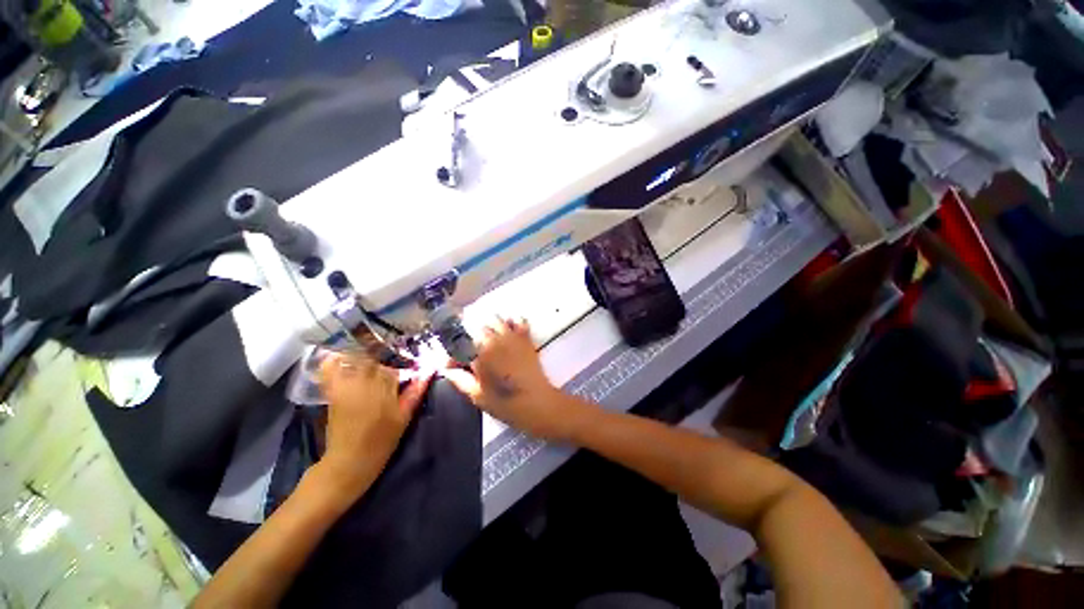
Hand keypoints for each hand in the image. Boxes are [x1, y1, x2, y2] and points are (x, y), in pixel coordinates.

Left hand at [318, 353, 433, 497]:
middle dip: (381, 345)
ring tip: (370, 342)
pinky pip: (330, 370)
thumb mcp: (404, 416)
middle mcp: (363, 382)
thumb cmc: (382, 440)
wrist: (349, 461)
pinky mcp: (332, 392)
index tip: (406, 343)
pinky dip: (333, 360)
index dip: (400, 349)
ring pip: (353, 357)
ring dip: (362, 348)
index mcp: (384, 387)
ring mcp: (345, 385)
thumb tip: (429, 371)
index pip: (393, 359)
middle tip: (389, 340)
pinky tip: (339, 353)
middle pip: (372, 353)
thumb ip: (415, 391)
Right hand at [442, 318, 571, 439]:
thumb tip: (446, 368)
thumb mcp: (476, 395)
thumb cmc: (504, 403)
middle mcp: (494, 339)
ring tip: (489, 339)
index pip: (459, 345)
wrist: (536, 402)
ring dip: (490, 327)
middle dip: (471, 339)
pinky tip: (510, 329)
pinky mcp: (526, 338)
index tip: (453, 365)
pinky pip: (519, 321)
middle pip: (477, 329)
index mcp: (478, 353)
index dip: (454, 355)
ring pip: (496, 320)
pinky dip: (513, 322)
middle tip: (472, 354)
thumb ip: (459, 379)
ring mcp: (512, 336)